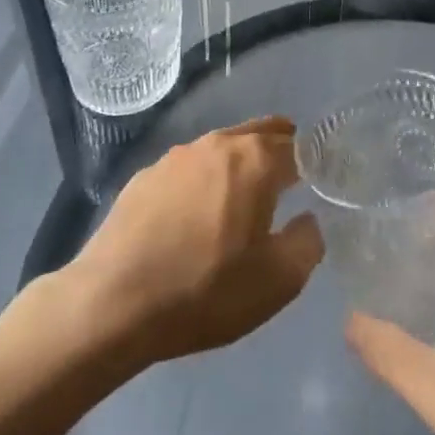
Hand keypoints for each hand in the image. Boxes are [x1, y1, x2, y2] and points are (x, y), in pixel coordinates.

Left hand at [69, 116, 324, 368]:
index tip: (322, 179)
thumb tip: (308, 219)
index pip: (297, 148)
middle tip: (292, 172)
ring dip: (240, 162)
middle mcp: (218, 144)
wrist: (113, 301)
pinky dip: (204, 180)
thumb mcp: (276, 283)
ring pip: (223, 147)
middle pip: (260, 133)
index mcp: (254, 161)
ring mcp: (178, 156)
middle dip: (281, 147)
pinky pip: (190, 168)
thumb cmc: (204, 290)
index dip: (314, 162)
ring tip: (245, 193)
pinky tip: (197, 212)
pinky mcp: (146, 175)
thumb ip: (307, 244)